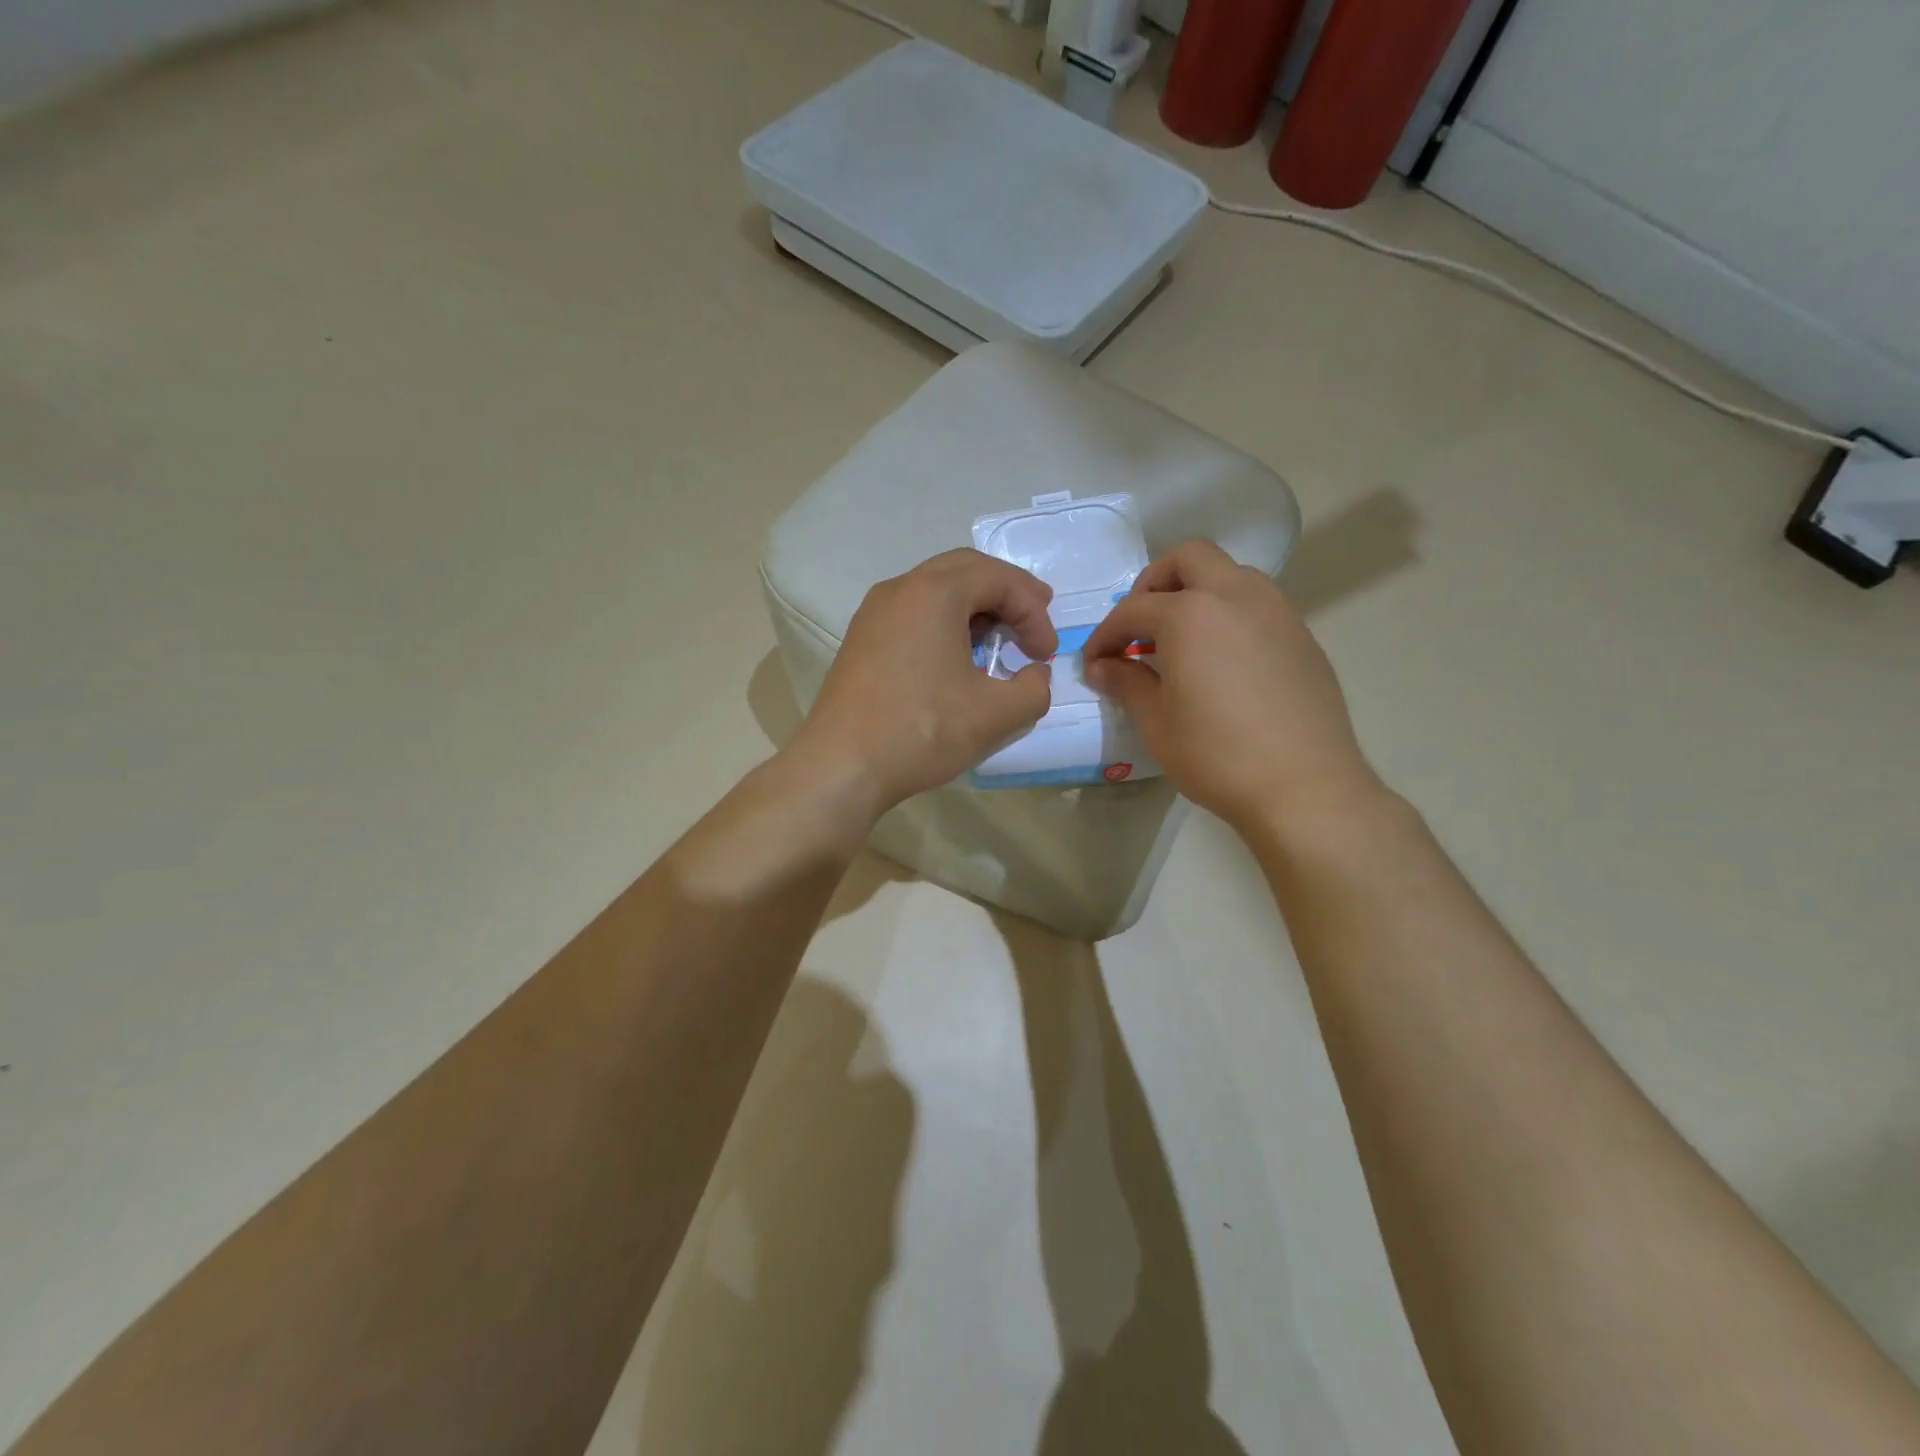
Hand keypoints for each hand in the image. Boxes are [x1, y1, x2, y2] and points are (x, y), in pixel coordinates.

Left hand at [785, 549, 1057, 819]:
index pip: (999, 580)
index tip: (1046, 654)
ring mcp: (873, 614)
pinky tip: (956, 656)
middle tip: (1036, 615)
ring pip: (935, 590)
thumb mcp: (996, 714)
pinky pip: (912, 613)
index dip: (1034, 612)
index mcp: (933, 593)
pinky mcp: (861, 640)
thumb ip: (1034, 688)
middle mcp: (899, 589)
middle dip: (1006, 591)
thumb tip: (1034, 674)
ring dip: (974, 606)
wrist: (842, 766)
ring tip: (999, 636)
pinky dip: (944, 622)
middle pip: (965, 570)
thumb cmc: (922, 731)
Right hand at [1082, 541, 1381, 832]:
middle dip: (1155, 583)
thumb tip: (1103, 667)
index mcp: (1190, 614)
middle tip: (1140, 626)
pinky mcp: (1302, 635)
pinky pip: (1258, 603)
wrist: (1305, 787)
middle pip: (1189, 559)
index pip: (1133, 610)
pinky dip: (1229, 614)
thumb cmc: (1217, 756)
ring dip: (1197, 592)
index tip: (1095, 664)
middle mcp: (1236, 596)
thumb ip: (1127, 682)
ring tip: (1181, 640)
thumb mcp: (1157, 723)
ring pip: (1230, 574)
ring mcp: (1277, 611)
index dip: (1106, 636)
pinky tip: (1221, 660)